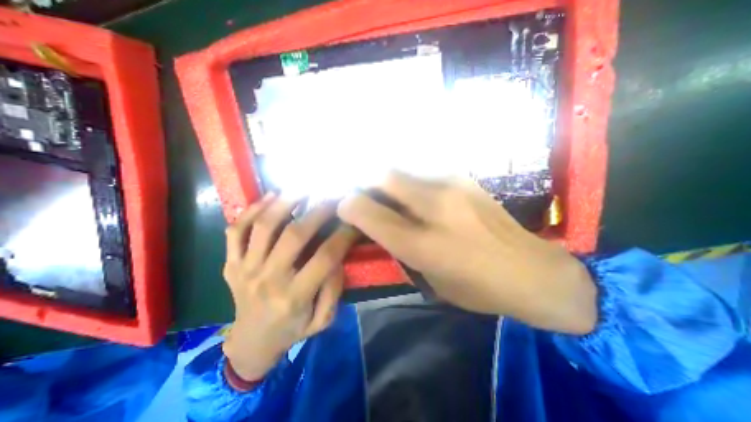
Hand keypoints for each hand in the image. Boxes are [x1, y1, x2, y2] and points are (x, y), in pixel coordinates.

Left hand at [222, 193, 356, 378]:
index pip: (325, 257)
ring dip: (285, 201)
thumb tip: (337, 257)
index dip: (344, 234)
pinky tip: (270, 197)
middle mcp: (268, 279)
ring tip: (303, 187)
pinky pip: (236, 231)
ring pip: (263, 226)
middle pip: (294, 235)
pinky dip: (251, 210)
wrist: (250, 343)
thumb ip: (333, 290)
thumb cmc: (292, 330)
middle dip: (319, 210)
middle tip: (333, 195)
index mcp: (294, 297)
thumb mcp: (322, 320)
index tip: (354, 220)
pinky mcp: (230, 263)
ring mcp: (244, 269)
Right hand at [337, 172, 596, 334]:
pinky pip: (423, 171)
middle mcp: (435, 208)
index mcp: (423, 245)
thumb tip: (376, 224)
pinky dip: (408, 178)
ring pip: (403, 169)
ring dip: (386, 178)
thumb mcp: (429, 279)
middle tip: (362, 191)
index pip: (370, 214)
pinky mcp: (465, 178)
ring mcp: (453, 186)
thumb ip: (399, 248)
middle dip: (365, 181)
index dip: (349, 206)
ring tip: (385, 191)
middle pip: (385, 177)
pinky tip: (414, 191)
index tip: (343, 205)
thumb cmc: (477, 287)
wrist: (532, 272)